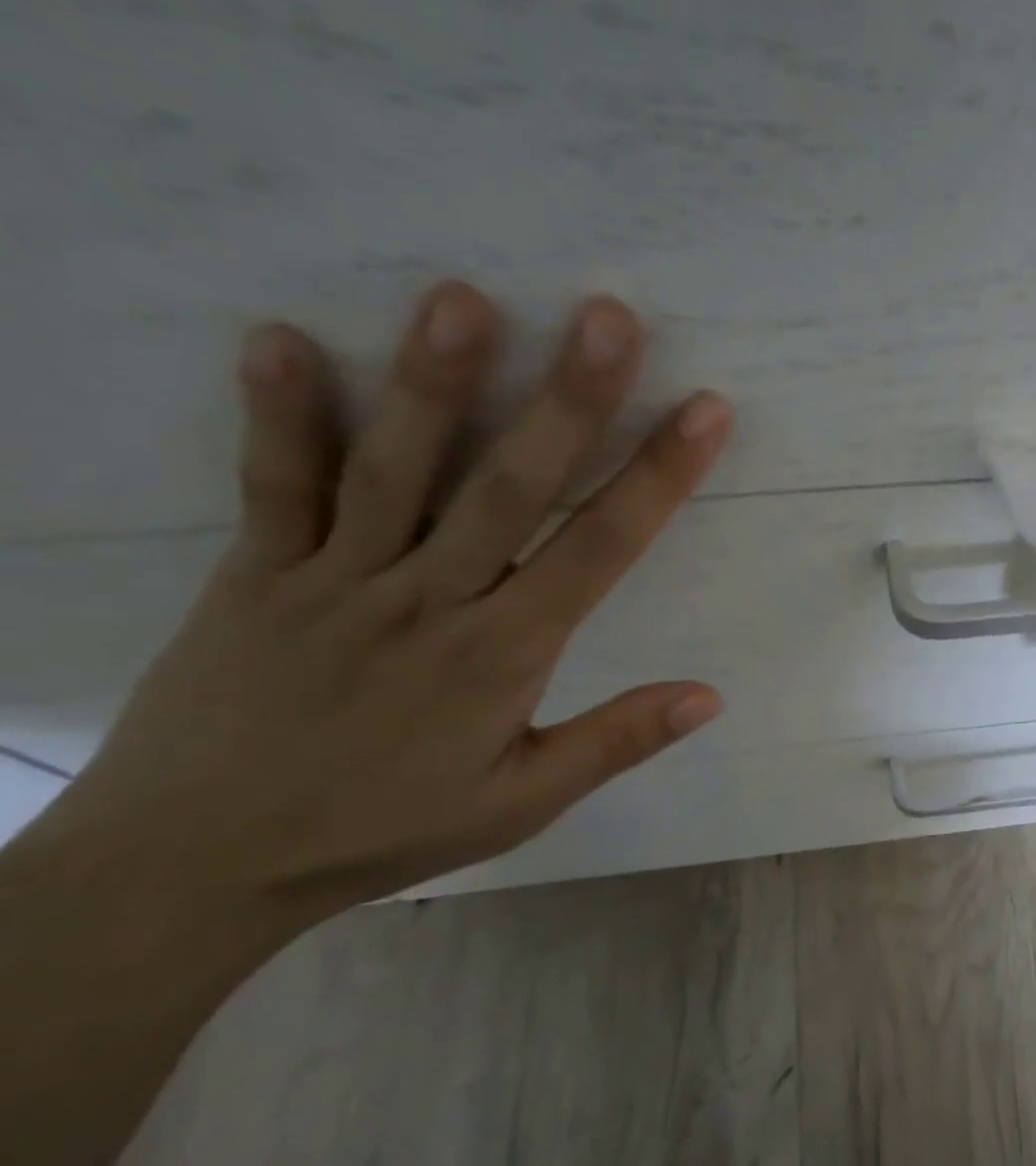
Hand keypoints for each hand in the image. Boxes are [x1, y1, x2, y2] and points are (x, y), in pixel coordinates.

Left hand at [37, 280, 731, 920]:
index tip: (704, 410)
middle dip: (568, 400)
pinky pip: (272, 487)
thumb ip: (616, 742)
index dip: (659, 476)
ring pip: (395, 469)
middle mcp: (427, 601)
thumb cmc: (384, 828)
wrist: (195, 867)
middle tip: (609, 318)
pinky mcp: (256, 574)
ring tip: (464, 299)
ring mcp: (336, 580)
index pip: (600, 549)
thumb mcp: (520, 804)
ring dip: (432, 382)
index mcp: (501, 654)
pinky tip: (281, 337)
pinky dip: (276, 414)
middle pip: (509, 487)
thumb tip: (710, 696)